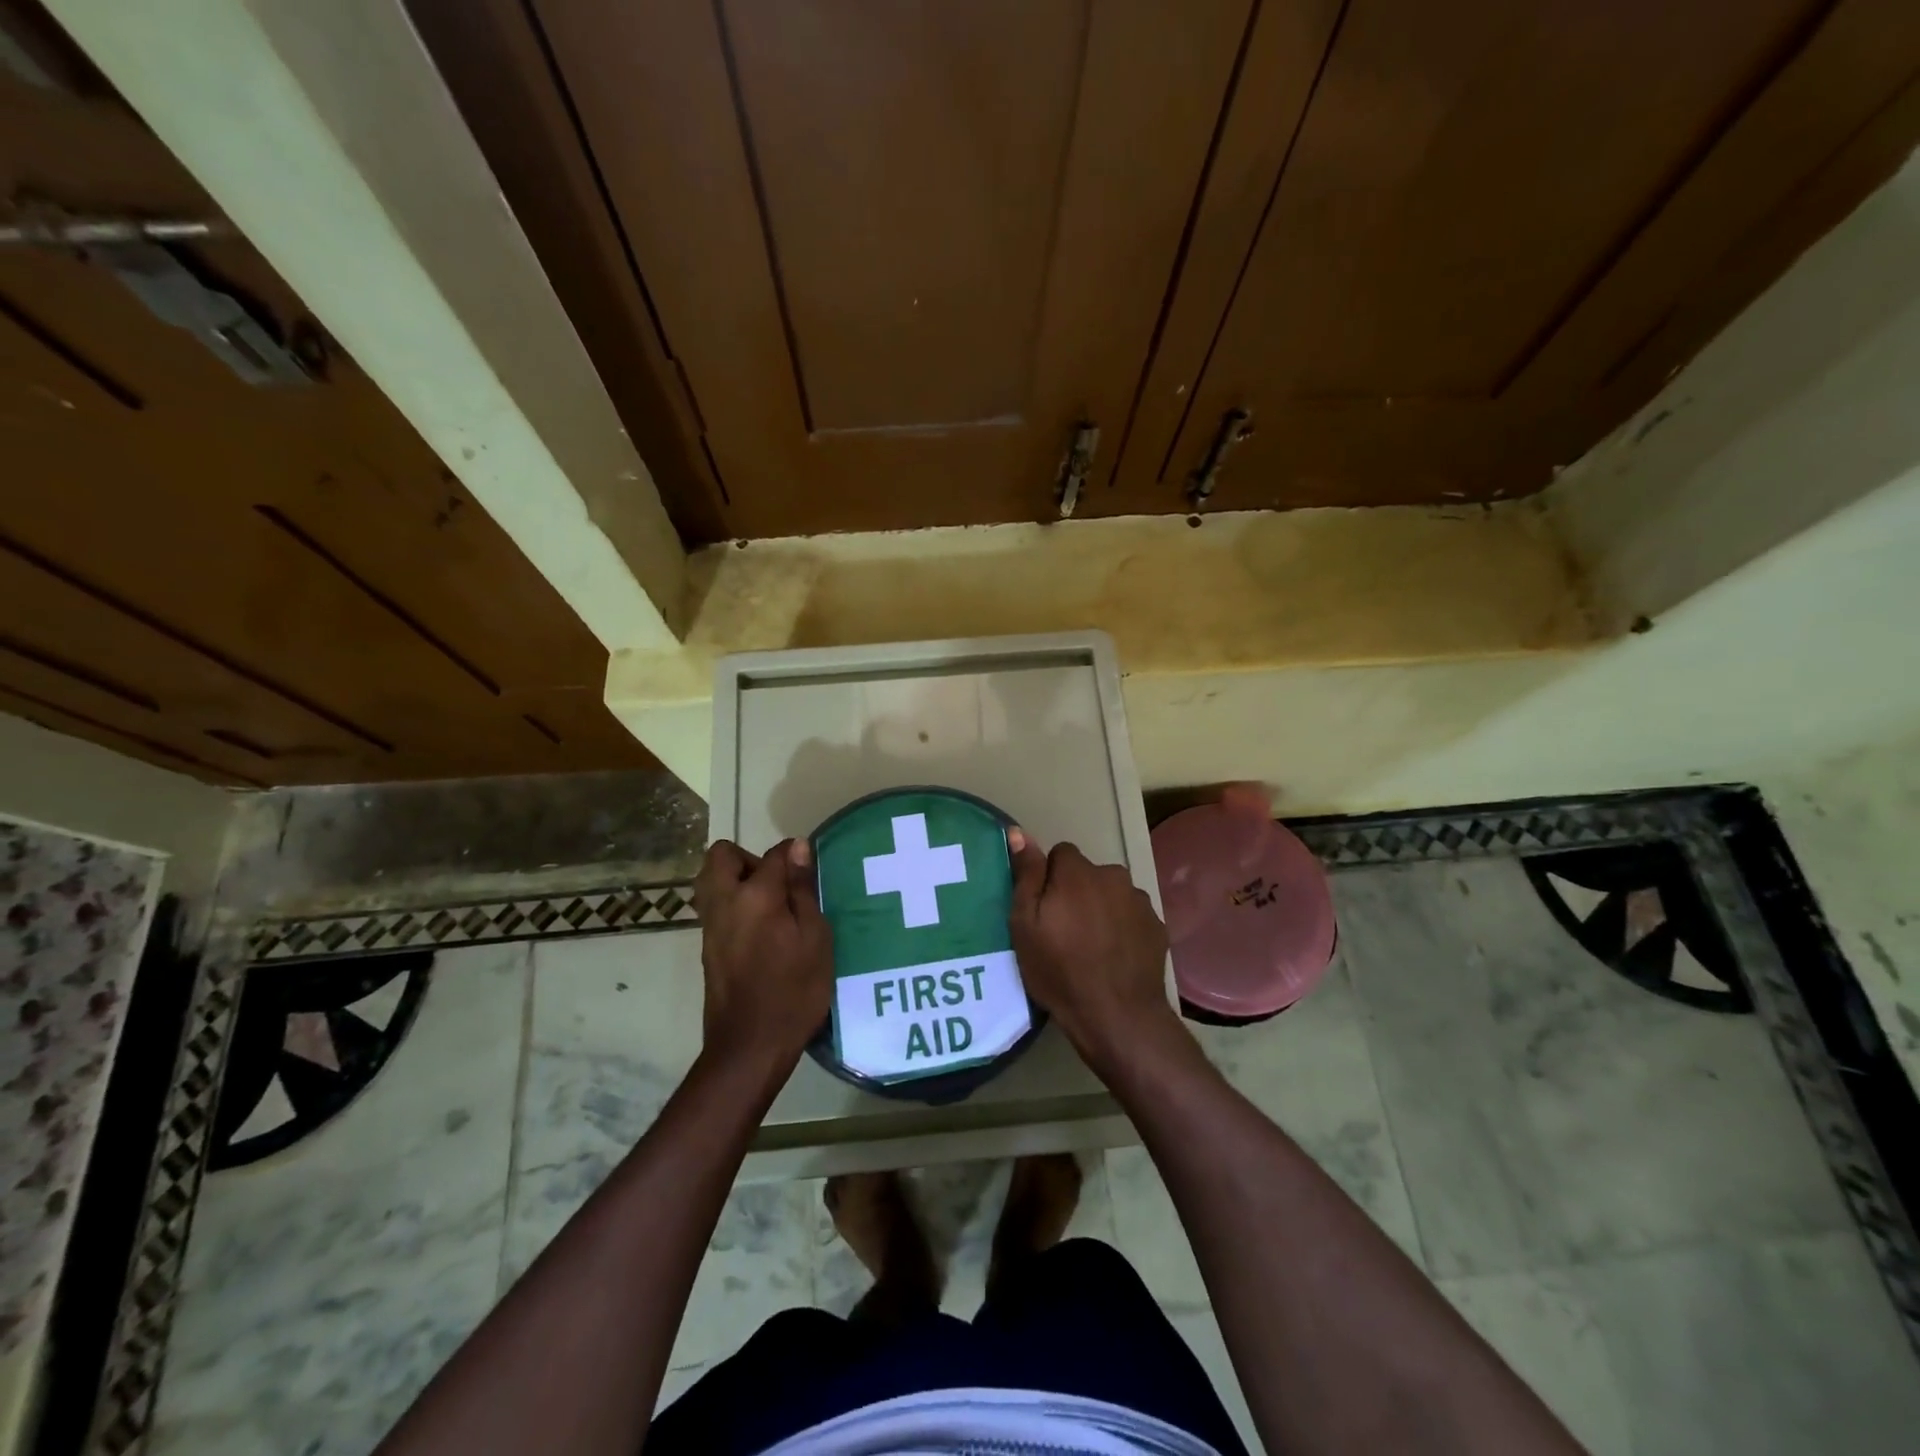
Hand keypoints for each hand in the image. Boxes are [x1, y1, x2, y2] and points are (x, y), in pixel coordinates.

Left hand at [693, 839, 831, 1076]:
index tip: (809, 868)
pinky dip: (732, 904)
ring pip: (710, 880)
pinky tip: (761, 931)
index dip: (794, 854)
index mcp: (755, 896)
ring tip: (770, 906)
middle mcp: (724, 902)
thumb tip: (798, 847)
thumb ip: (803, 889)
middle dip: (748, 858)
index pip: (774, 854)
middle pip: (722, 856)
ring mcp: (710, 926)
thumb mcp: (815, 938)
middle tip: (778, 883)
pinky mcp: (706, 947)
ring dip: (736, 880)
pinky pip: (714, 906)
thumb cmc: (794, 990)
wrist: (750, 1046)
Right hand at [1007, 828, 1179, 1072]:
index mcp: (1078, 873)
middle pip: (1088, 874)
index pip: (1061, 854)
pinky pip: (1131, 916)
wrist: (1117, 1015)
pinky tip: (1113, 957)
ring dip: (1101, 909)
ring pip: (1111, 894)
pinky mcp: (1157, 926)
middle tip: (1064, 931)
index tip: (1044, 909)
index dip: (1049, 879)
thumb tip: (1019, 832)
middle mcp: (1113, 876)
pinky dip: (1122, 928)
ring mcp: (1139, 901)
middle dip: (1076, 892)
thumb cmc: (1060, 970)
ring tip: (1091, 947)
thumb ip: (1026, 875)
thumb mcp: (1025, 924)